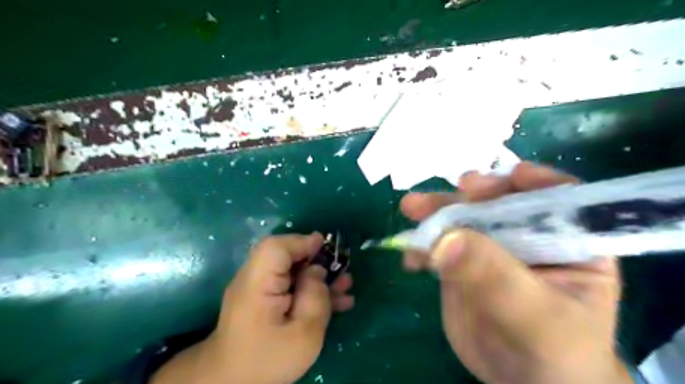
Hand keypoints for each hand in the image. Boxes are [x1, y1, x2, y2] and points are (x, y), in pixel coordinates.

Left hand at [150, 232, 352, 383]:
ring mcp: (260, 288)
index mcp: (257, 284)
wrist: (232, 383)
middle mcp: (255, 278)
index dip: (302, 242)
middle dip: (317, 259)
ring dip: (319, 275)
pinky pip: (291, 285)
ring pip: (293, 270)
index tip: (326, 246)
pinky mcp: (265, 299)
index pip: (276, 247)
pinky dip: (311, 288)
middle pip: (286, 255)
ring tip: (346, 284)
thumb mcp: (302, 335)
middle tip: (341, 269)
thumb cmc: (267, 360)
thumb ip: (315, 298)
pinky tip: (337, 300)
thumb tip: (318, 272)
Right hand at [403, 160, 629, 383]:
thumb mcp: (535, 315)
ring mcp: (490, 248)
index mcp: (569, 241)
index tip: (507, 176)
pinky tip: (410, 255)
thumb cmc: (554, 353)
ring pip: (463, 219)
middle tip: (444, 192)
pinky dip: (423, 245)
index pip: (558, 197)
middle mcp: (528, 236)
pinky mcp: (463, 263)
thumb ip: (495, 275)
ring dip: (436, 213)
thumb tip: (446, 240)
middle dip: (468, 195)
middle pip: (499, 203)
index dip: (533, 181)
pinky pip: (441, 245)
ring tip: (411, 208)